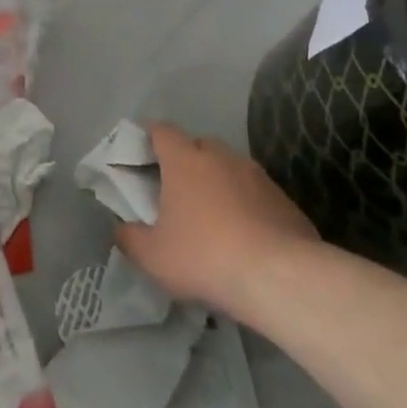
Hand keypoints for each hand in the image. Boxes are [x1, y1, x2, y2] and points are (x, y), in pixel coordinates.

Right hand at [115, 122, 319, 318]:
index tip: (144, 157)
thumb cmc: (204, 256)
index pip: (162, 130)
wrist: (279, 277)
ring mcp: (256, 174)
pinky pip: (256, 192)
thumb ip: (130, 238)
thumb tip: (122, 228)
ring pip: (230, 168)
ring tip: (214, 218)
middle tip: (177, 193)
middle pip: (198, 145)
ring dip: (219, 183)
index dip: (150, 138)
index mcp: (184, 160)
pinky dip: (247, 205)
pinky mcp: (284, 198)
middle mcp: (221, 156)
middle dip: (186, 162)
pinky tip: (246, 236)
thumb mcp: (152, 256)